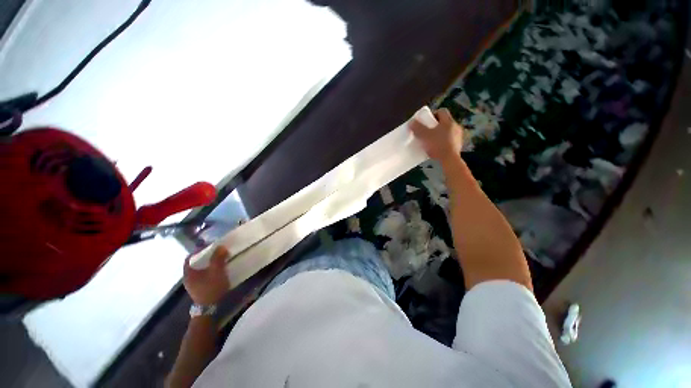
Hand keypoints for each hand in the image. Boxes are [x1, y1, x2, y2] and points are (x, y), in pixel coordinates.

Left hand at [183, 246, 229, 305]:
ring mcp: (193, 284)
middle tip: (217, 251)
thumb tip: (220, 246)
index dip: (199, 250)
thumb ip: (218, 258)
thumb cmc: (211, 288)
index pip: (190, 257)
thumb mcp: (216, 271)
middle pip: (195, 262)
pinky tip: (218, 270)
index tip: (210, 246)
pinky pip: (203, 274)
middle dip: (205, 256)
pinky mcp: (198, 288)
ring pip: (199, 269)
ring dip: (208, 263)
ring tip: (219, 259)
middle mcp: (188, 277)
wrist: (209, 309)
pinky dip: (209, 270)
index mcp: (189, 272)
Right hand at [410, 108, 462, 164]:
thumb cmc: (437, 145)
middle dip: (435, 125)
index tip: (425, 121)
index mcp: (448, 121)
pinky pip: (449, 141)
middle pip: (444, 122)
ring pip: (447, 132)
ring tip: (431, 141)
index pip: (441, 111)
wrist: (449, 160)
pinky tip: (436, 148)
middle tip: (427, 131)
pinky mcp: (458, 146)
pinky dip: (442, 142)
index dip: (433, 114)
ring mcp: (458, 137)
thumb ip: (417, 128)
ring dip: (439, 134)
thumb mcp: (424, 136)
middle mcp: (456, 126)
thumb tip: (411, 122)